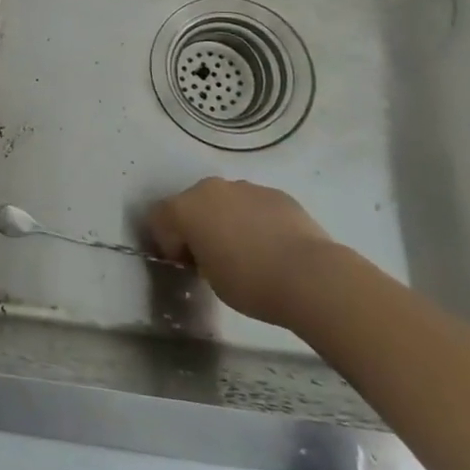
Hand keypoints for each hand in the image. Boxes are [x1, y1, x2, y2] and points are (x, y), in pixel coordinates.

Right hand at [145, 177, 336, 326]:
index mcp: (184, 208)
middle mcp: (209, 189)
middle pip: (191, 203)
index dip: (167, 242)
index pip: (159, 219)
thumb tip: (208, 251)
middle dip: (196, 225)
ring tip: (247, 250)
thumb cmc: (250, 283)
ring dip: (226, 219)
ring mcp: (245, 187)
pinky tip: (272, 245)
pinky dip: (255, 219)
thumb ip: (199, 256)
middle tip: (212, 255)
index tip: (185, 264)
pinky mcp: (276, 193)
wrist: (311, 276)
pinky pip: (254, 204)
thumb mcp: (210, 278)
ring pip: (225, 201)